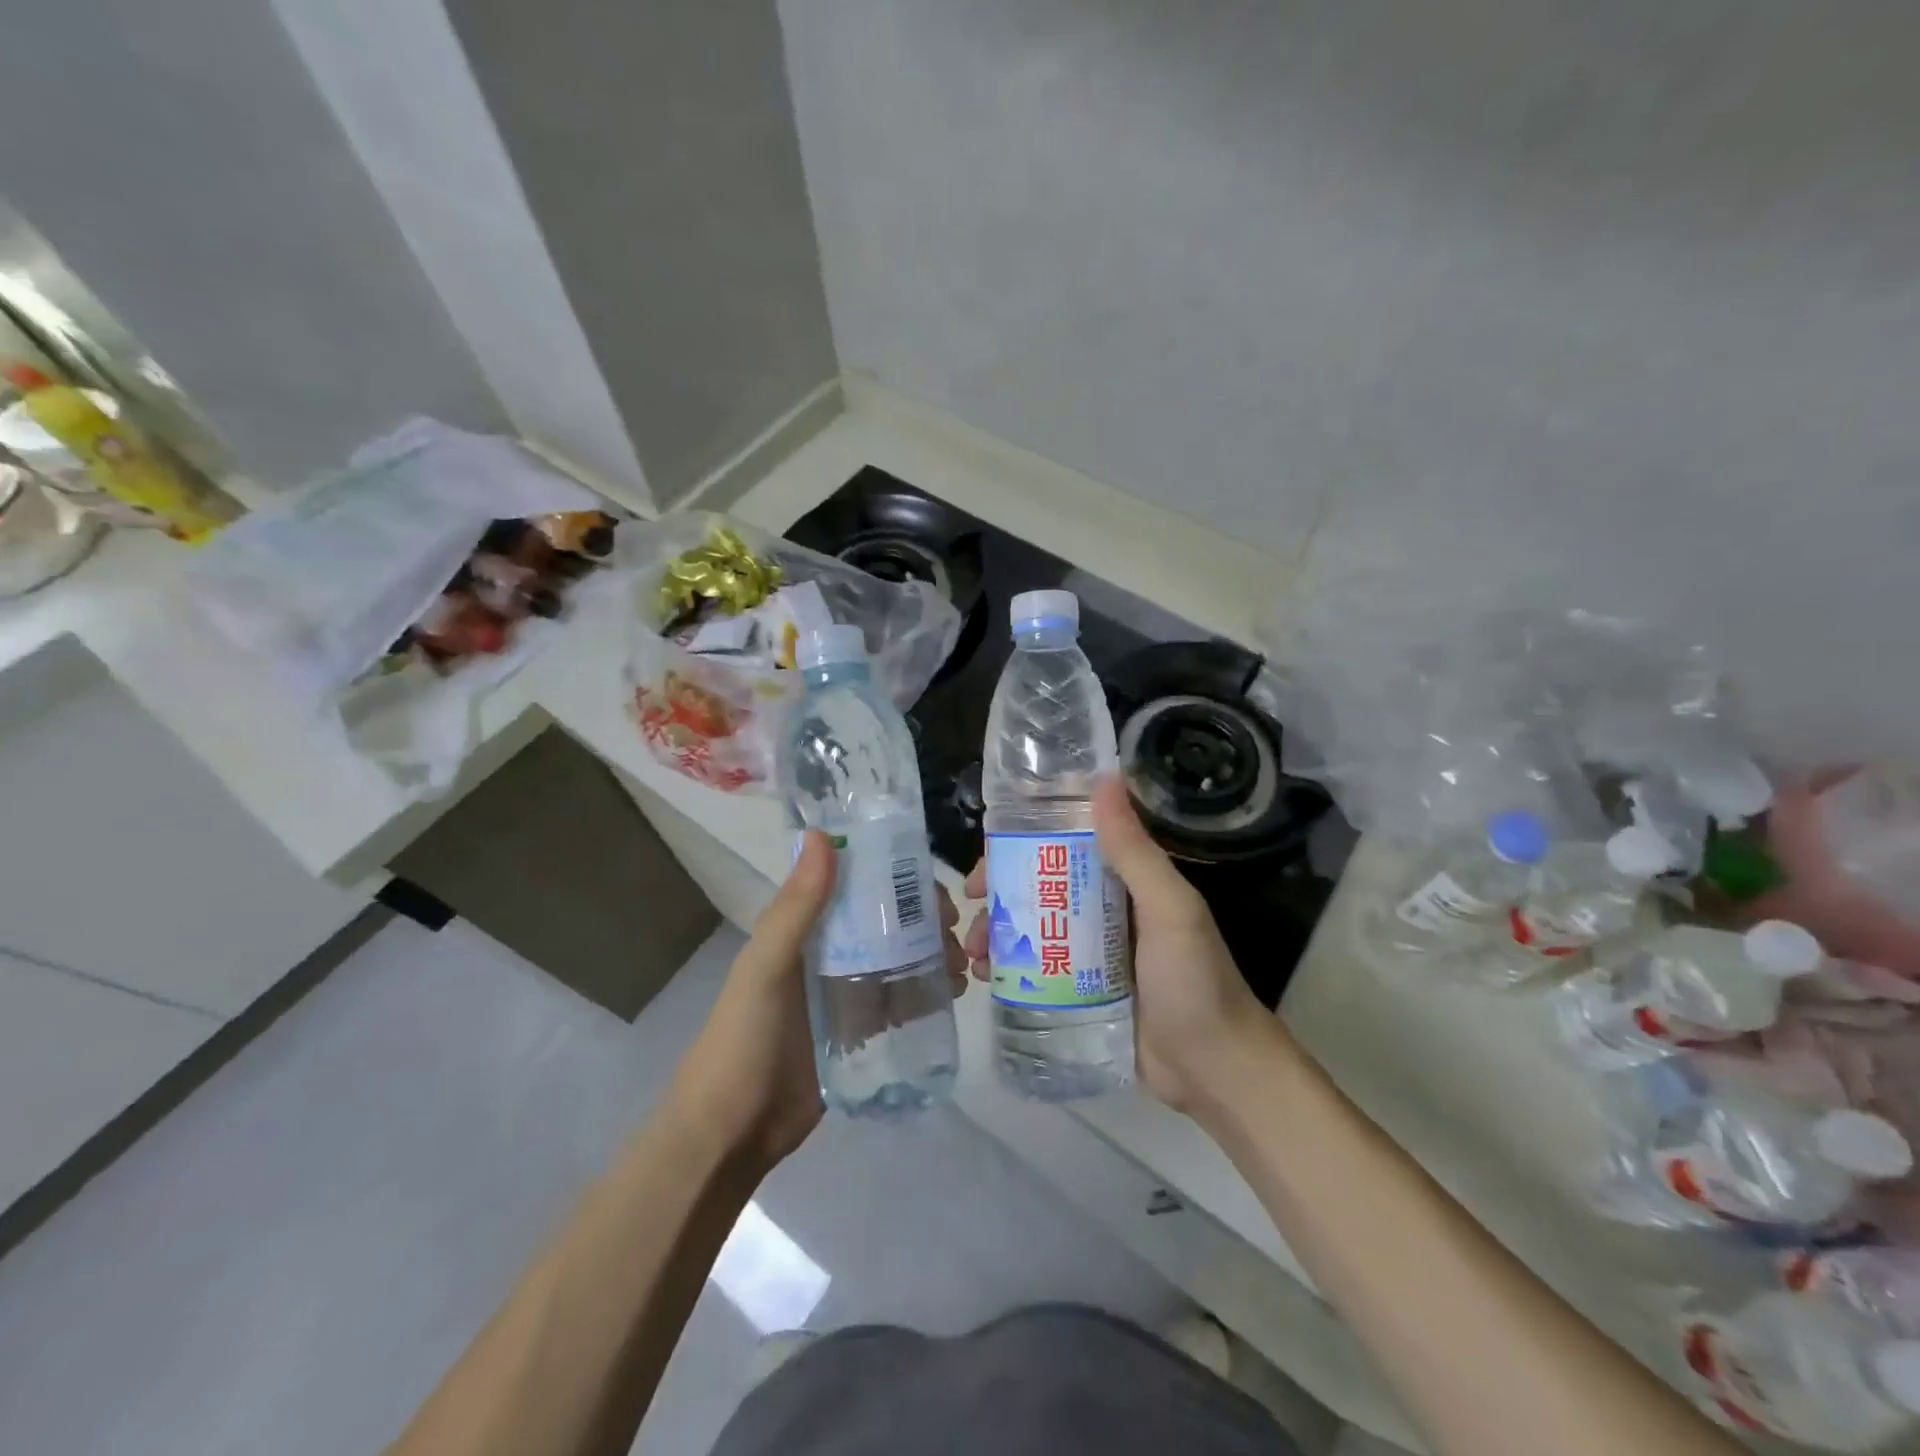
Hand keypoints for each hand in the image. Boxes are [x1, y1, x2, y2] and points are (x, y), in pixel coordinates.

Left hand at [675, 832, 970, 1169]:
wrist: (731, 1134)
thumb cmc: (742, 1042)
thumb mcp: (765, 969)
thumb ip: (795, 908)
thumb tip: (823, 835)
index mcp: (803, 930)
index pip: (856, 886)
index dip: (895, 878)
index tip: (933, 886)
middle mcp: (827, 954)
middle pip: (885, 922)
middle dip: (923, 920)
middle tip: (956, 935)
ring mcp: (845, 994)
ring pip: (898, 959)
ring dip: (931, 954)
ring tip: (960, 967)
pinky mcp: (860, 1032)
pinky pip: (899, 1001)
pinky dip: (926, 992)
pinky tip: (951, 994)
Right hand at [963, 778, 1265, 1113]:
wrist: (1215, 1072)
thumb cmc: (1195, 983)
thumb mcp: (1169, 911)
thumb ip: (1135, 852)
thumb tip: (1104, 781)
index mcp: (1125, 881)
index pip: (1064, 847)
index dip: (1020, 845)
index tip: (986, 858)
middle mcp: (1104, 910)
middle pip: (1039, 889)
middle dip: (999, 896)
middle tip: (968, 911)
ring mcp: (1090, 954)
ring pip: (1032, 930)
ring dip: (997, 934)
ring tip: (973, 955)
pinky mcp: (1081, 992)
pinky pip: (1037, 971)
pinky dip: (1008, 969)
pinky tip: (985, 979)